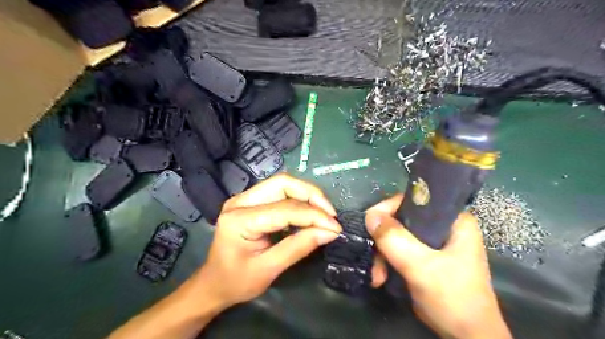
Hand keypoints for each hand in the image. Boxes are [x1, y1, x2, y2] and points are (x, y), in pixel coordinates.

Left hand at [196, 175, 341, 308]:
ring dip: (307, 195)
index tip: (335, 227)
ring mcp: (244, 198)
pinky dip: (298, 200)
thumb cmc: (236, 282)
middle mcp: (240, 201)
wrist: (213, 283)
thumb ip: (299, 247)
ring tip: (324, 213)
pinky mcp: (251, 201)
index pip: (285, 209)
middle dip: (311, 195)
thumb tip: (330, 232)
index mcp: (239, 220)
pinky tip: (309, 213)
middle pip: (283, 183)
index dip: (314, 215)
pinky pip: (279, 192)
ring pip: (282, 184)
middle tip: (330, 214)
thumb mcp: (269, 269)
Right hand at [363, 195, 508, 338]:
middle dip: (383, 239)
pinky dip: (387, 262)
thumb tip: (370, 215)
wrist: (466, 337)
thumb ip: (396, 240)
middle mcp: (443, 226)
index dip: (389, 208)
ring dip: (382, 254)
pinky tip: (381, 277)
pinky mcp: (424, 257)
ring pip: (397, 236)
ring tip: (377, 276)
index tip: (371, 224)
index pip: (415, 200)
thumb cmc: (453, 298)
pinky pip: (398, 249)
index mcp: (453, 220)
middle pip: (402, 219)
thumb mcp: (422, 267)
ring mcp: (432, 242)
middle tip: (373, 257)